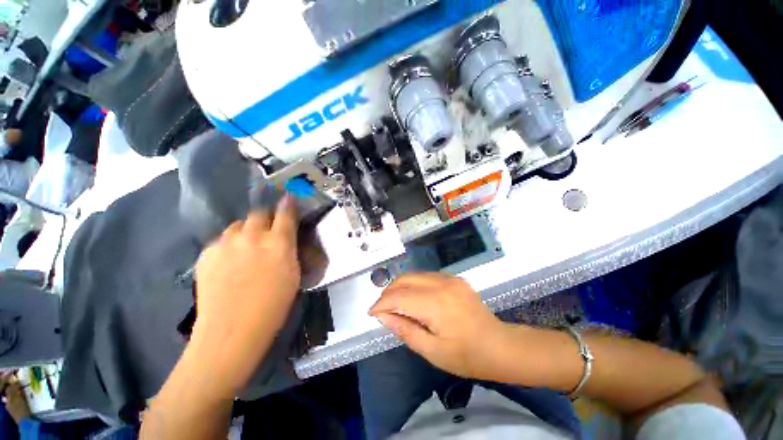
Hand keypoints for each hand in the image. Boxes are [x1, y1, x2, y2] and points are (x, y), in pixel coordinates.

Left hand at [193, 195, 299, 391]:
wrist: (232, 330)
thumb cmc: (274, 305)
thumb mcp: (293, 274)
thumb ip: (290, 249)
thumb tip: (287, 237)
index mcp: (279, 242)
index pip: (285, 213)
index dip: (288, 203)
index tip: (288, 197)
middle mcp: (253, 236)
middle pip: (259, 213)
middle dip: (266, 217)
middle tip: (268, 229)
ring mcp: (226, 243)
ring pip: (238, 224)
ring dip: (246, 230)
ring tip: (247, 245)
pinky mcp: (207, 253)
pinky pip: (221, 239)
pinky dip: (229, 244)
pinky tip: (230, 260)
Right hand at [369, 273, 511, 379]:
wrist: (499, 345)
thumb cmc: (466, 356)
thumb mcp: (432, 351)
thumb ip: (405, 330)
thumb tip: (384, 316)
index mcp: (436, 303)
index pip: (399, 296)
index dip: (382, 303)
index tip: (372, 313)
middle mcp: (442, 284)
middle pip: (405, 279)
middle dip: (389, 291)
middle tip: (382, 308)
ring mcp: (450, 278)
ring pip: (415, 275)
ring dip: (400, 286)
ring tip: (395, 303)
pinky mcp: (455, 279)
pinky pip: (426, 276)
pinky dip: (414, 284)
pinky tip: (413, 298)